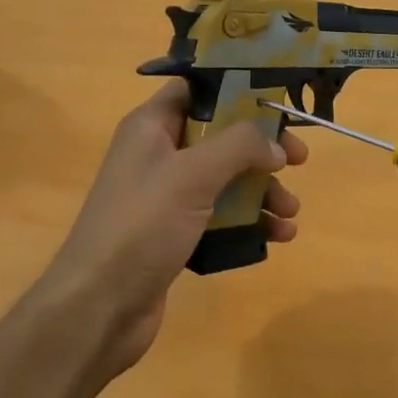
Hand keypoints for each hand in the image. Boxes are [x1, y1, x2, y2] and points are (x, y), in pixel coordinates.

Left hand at [31, 79, 307, 380]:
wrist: (99, 307)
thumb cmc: (142, 226)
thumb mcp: (192, 174)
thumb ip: (239, 147)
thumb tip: (275, 144)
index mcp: (150, 127)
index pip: (195, 90)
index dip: (236, 90)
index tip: (277, 100)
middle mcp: (157, 156)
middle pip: (219, 137)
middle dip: (260, 149)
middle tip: (298, 160)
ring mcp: (166, 198)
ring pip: (225, 180)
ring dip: (261, 191)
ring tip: (290, 213)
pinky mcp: (175, 234)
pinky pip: (220, 217)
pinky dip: (249, 222)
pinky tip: (277, 237)